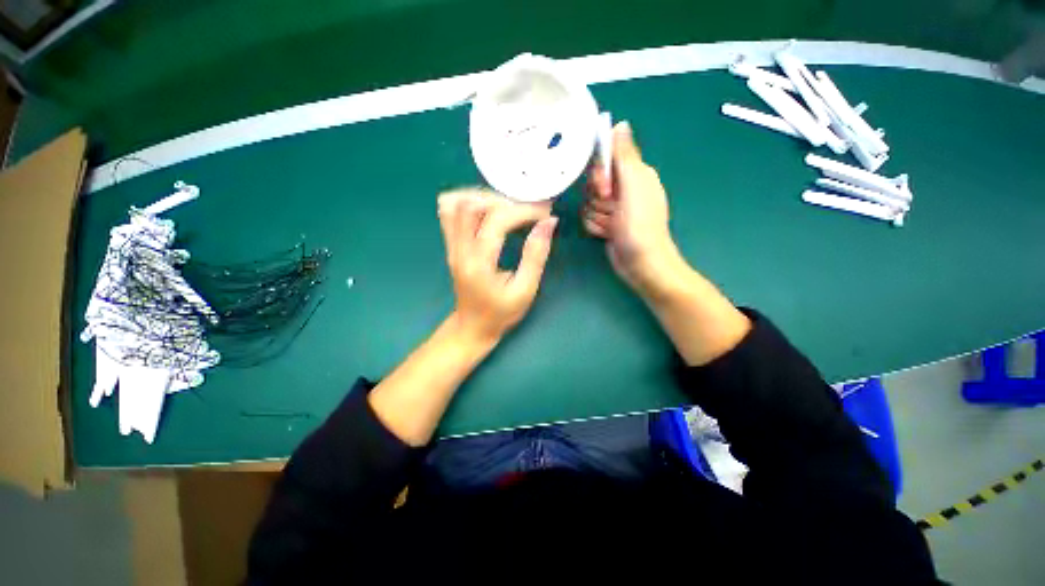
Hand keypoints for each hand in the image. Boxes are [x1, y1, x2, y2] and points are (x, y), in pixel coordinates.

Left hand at [437, 188, 557, 345]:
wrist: (472, 326)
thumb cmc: (501, 313)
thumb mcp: (525, 290)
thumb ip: (536, 256)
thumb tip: (548, 223)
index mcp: (478, 264)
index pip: (496, 221)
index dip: (523, 210)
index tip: (544, 211)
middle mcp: (459, 250)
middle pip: (471, 205)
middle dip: (505, 201)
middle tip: (528, 208)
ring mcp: (450, 245)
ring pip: (455, 203)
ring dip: (484, 197)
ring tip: (509, 207)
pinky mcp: (449, 244)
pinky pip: (449, 211)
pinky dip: (468, 201)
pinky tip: (488, 209)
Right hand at [583, 122, 683, 296]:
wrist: (641, 263)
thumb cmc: (640, 224)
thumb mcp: (634, 185)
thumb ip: (625, 155)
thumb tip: (620, 124)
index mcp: (635, 174)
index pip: (605, 160)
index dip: (600, 174)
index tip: (605, 188)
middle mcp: (624, 189)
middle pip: (593, 183)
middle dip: (598, 198)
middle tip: (611, 208)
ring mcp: (614, 208)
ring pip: (588, 203)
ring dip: (597, 216)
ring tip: (612, 226)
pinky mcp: (606, 224)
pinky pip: (589, 218)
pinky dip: (596, 227)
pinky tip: (608, 234)